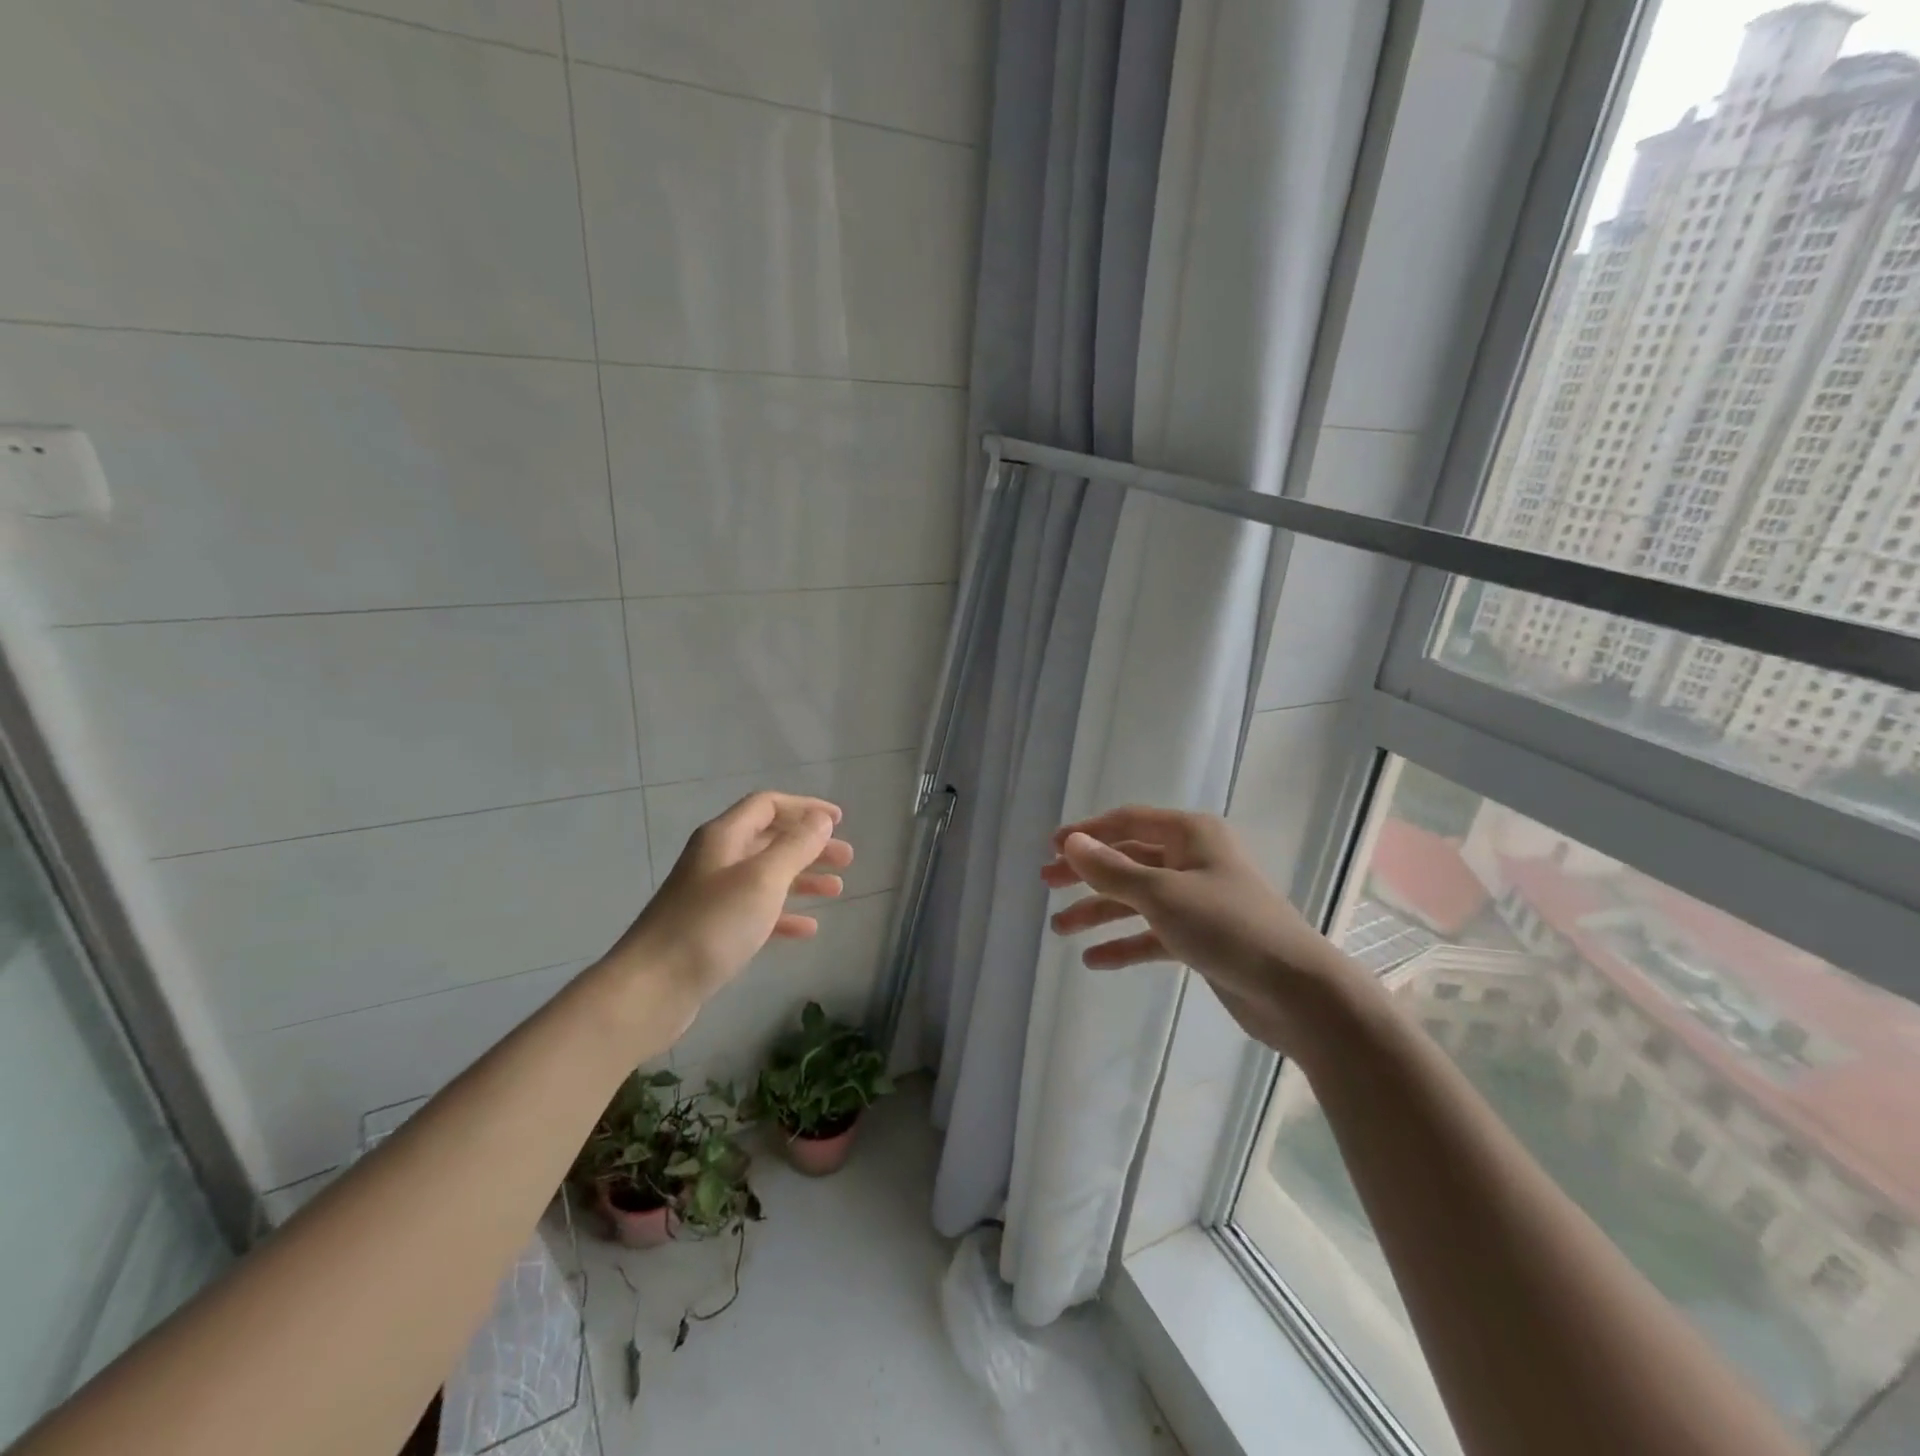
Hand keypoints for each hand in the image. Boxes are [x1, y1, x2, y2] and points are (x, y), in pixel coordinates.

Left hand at [606, 792, 853, 1005]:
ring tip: (837, 890)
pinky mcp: (711, 930)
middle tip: (846, 858)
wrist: (651, 989)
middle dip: (809, 845)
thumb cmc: (712, 925)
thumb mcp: (763, 879)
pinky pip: (756, 911)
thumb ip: (796, 846)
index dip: (805, 808)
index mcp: (723, 837)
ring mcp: (712, 896)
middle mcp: (716, 859)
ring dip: (802, 878)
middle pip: (769, 839)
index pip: (768, 805)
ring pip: (766, 876)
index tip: (839, 821)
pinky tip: (809, 928)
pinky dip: (784, 914)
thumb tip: (821, 819)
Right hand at [1040, 805, 1364, 1052]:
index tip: (1050, 848)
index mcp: (1191, 834)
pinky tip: (1095, 960)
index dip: (1087, 833)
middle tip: (1047, 885)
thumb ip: (1112, 870)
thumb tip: (1071, 843)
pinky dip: (1126, 943)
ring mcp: (1199, 900)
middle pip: (1128, 859)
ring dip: (1099, 912)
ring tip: (1060, 929)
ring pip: (1137, 899)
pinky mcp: (1202, 937)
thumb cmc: (1228, 927)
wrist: (1297, 992)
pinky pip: (1154, 933)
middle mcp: (1194, 860)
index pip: (1127, 821)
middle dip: (1087, 873)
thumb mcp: (1162, 894)